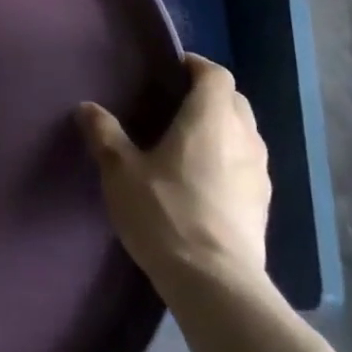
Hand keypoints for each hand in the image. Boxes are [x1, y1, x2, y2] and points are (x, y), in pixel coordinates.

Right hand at [77, 54, 270, 291]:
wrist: (216, 286)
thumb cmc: (167, 213)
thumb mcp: (121, 172)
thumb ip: (105, 134)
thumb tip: (87, 107)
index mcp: (210, 118)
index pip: (215, 74)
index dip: (196, 66)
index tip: (172, 69)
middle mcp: (242, 137)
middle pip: (234, 100)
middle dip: (210, 95)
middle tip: (176, 104)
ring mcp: (259, 174)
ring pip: (245, 134)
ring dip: (223, 129)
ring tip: (190, 143)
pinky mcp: (263, 207)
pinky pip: (248, 166)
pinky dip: (231, 161)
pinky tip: (206, 181)